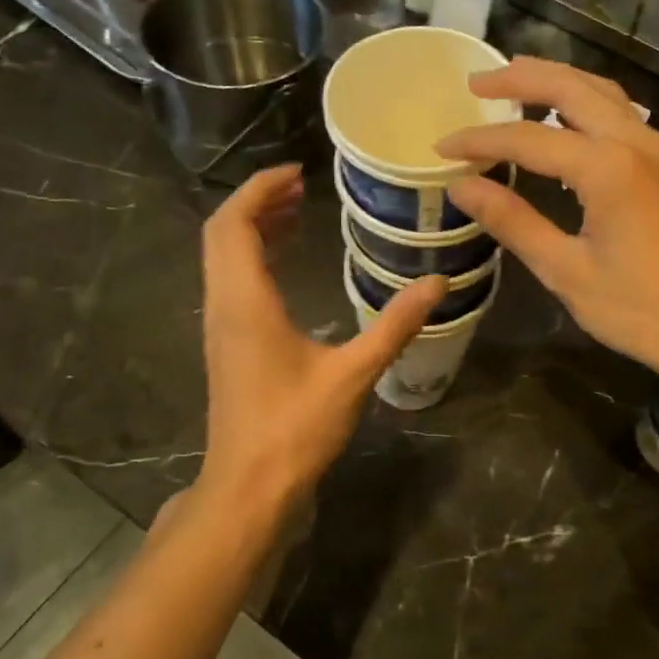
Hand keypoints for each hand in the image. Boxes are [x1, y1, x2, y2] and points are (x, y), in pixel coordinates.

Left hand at [197, 165, 445, 508]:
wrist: (249, 486)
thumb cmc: (295, 429)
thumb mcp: (352, 374)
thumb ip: (395, 325)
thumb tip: (438, 283)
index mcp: (245, 302)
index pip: (235, 224)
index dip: (260, 189)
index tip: (297, 172)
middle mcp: (223, 305)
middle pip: (221, 234)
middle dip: (257, 202)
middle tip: (301, 187)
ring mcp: (220, 326)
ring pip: (223, 258)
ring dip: (253, 228)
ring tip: (295, 211)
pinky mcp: (227, 345)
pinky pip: (230, 281)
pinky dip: (253, 257)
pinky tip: (285, 265)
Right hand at [437, 59, 658, 384]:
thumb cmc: (641, 310)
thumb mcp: (566, 271)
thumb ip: (513, 222)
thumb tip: (462, 187)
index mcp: (607, 168)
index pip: (527, 138)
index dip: (479, 141)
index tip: (441, 148)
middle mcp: (634, 142)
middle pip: (569, 87)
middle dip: (519, 78)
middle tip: (475, 84)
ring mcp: (656, 149)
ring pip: (600, 91)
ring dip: (554, 81)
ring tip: (513, 84)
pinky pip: (618, 112)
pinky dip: (582, 101)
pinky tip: (562, 121)